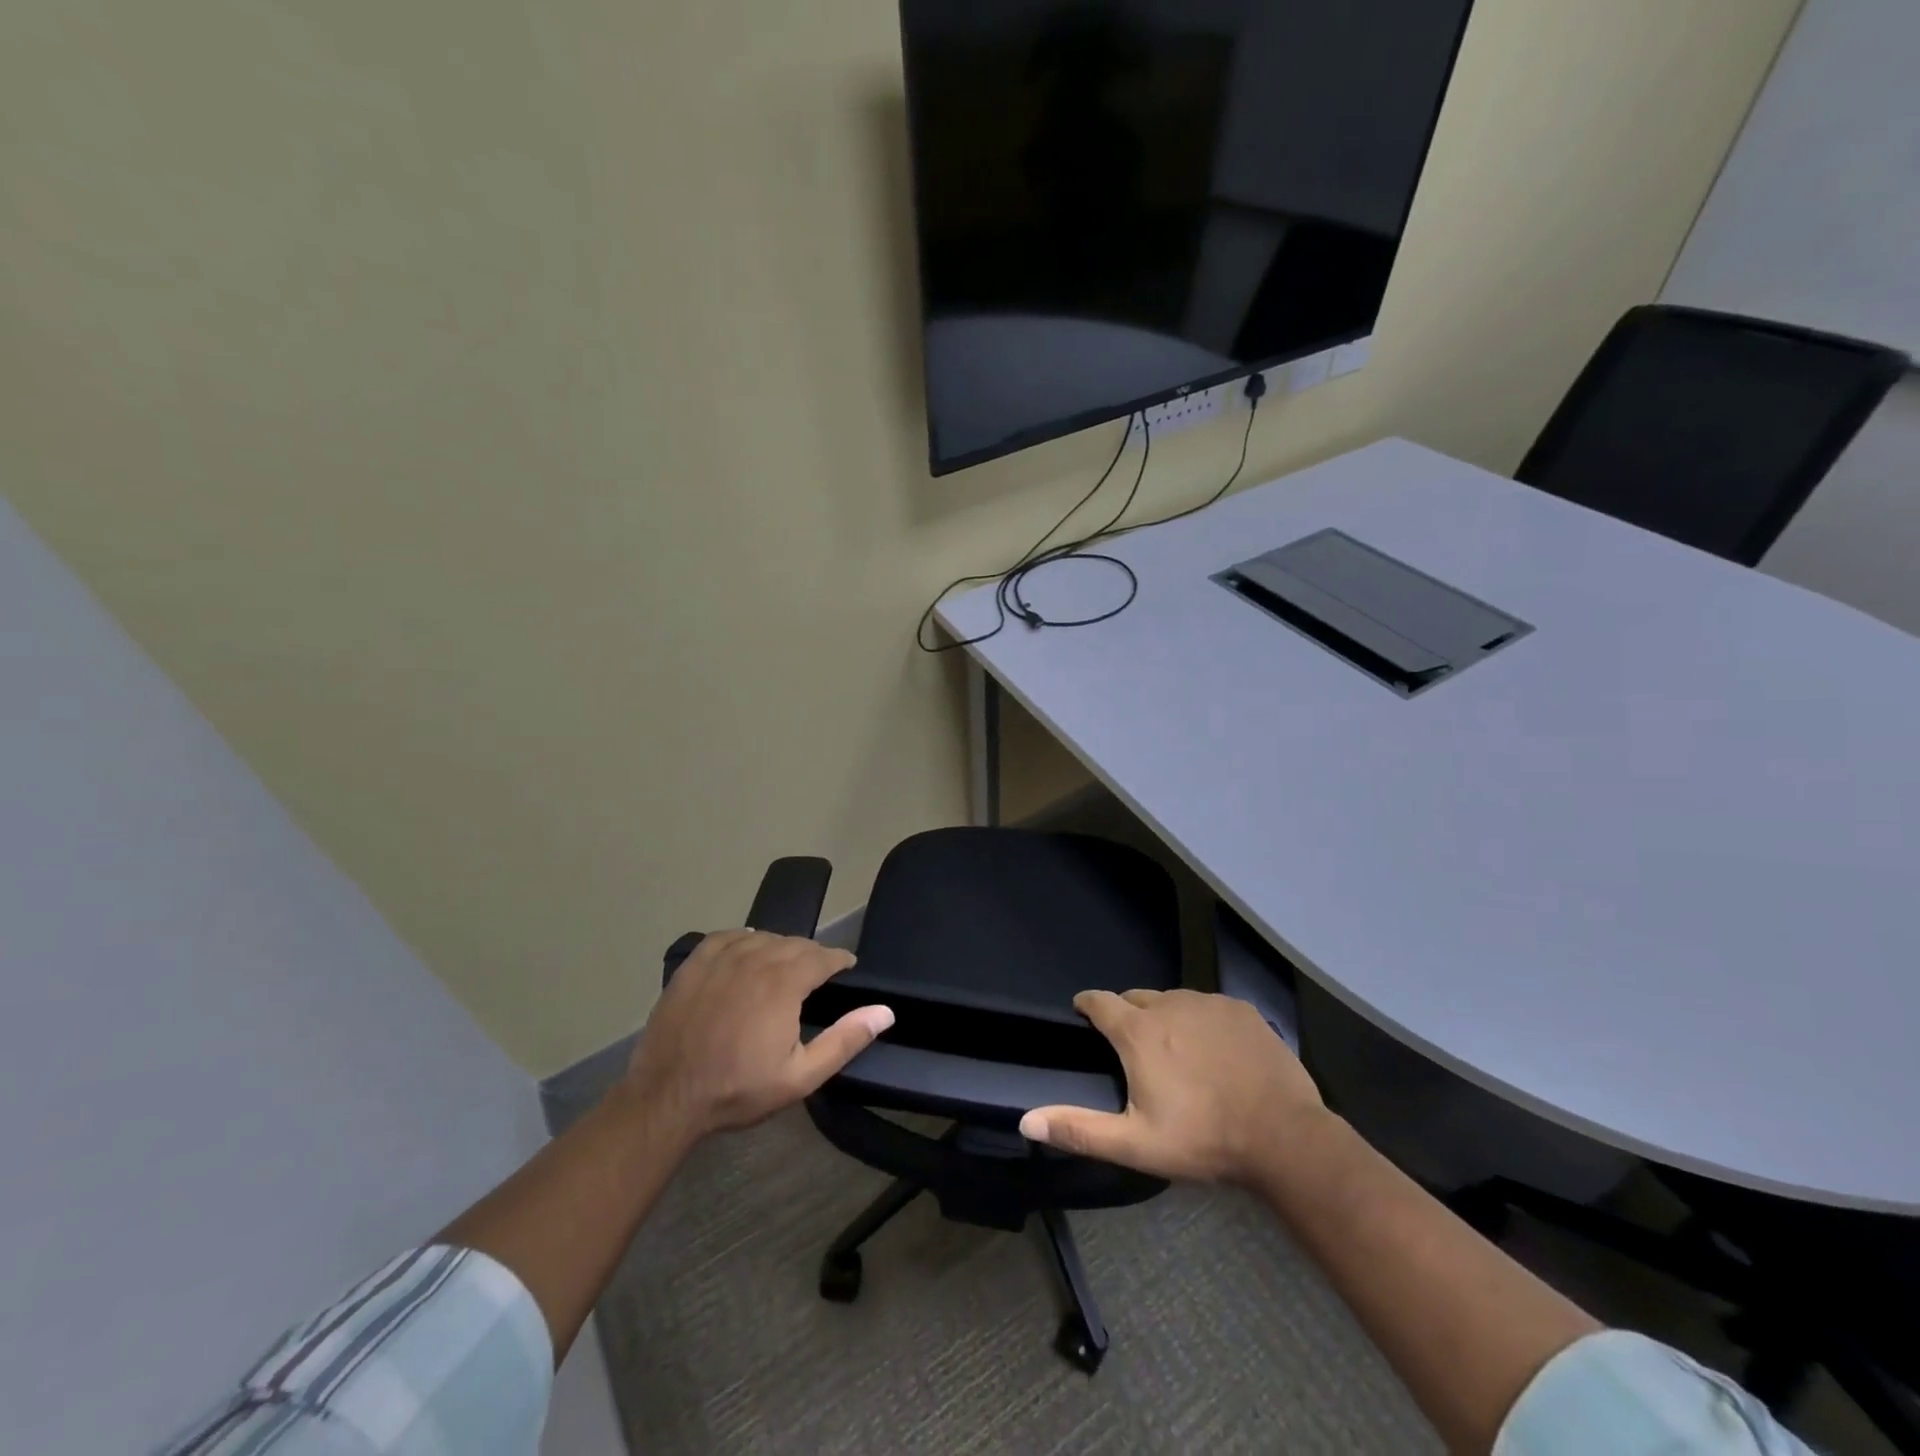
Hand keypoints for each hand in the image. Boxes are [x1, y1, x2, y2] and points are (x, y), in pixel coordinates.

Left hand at [624, 931, 892, 1142]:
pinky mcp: (694, 965)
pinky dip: (744, 939)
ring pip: (763, 937)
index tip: (847, 968)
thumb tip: (885, 1011)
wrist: (668, 1098)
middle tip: (818, 975)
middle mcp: (755, 959)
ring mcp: (721, 959)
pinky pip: (727, 937)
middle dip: (812, 955)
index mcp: (784, 983)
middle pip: (795, 943)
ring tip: (785, 966)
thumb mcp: (801, 1076)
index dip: (840, 959)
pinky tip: (747, 950)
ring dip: (780, 947)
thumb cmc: (739, 1089)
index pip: (823, 956)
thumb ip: (846, 1040)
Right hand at [1019, 989, 1325, 1184]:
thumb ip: (1079, 1128)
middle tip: (1133, 1047)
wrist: (1284, 1137)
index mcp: (1138, 1032)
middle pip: (1136, 998)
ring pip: (1173, 1000)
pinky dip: (1202, 1021)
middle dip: (1128, 1015)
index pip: (1099, 1000)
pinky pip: (1209, 1006)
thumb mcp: (1135, 1144)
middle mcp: (1169, 1004)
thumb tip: (1026, 1121)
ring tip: (1176, 1052)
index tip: (1083, 1011)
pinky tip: (1215, 1052)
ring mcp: (1209, 1003)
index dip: (1087, 1004)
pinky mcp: (1242, 1010)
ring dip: (1165, 1017)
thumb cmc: (1203, 1140)